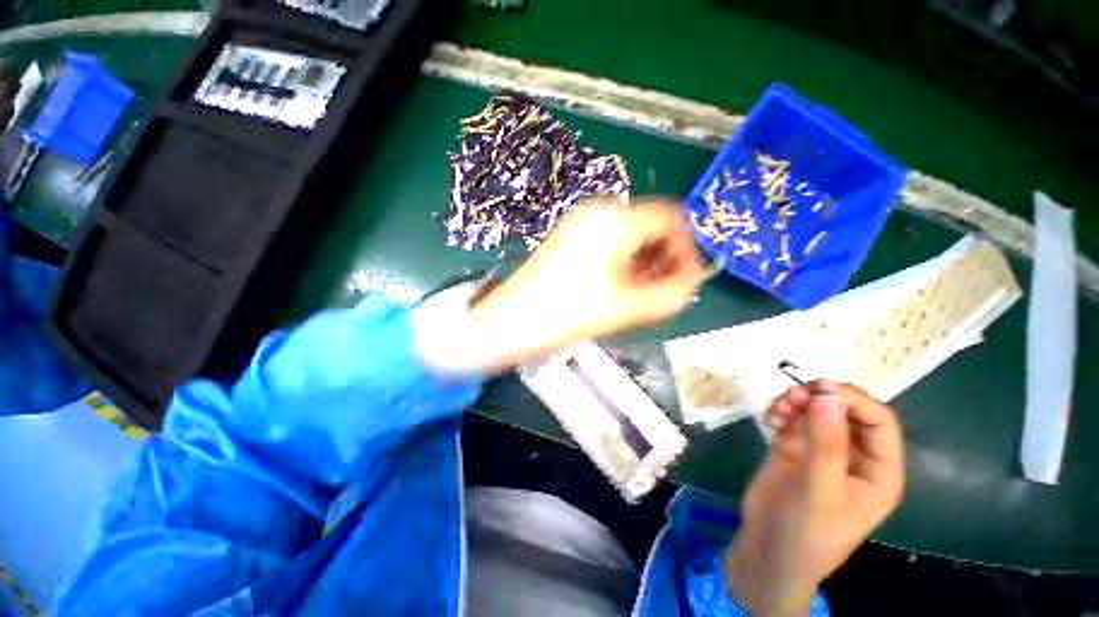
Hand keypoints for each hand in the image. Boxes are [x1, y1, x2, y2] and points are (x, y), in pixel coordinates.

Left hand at [466, 198, 706, 368]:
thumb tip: (692, 282)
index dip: (686, 250)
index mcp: (616, 220)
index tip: (685, 281)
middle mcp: (599, 212)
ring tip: (641, 294)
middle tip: (663, 291)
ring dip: (644, 262)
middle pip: (649, 226)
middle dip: (664, 258)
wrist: (510, 322)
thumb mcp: (627, 307)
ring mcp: (580, 223)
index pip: (672, 219)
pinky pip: (608, 242)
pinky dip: (622, 261)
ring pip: (628, 235)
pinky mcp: (568, 237)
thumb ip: (671, 294)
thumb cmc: (567, 313)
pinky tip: (618, 286)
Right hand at [725, 381, 904, 616]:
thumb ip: (826, 442)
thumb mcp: (820, 489)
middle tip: (792, 395)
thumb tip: (827, 395)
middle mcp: (854, 457)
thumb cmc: (806, 531)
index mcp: (878, 471)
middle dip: (820, 398)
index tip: (819, 388)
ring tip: (776, 409)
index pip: (879, 422)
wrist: (767, 551)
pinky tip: (769, 419)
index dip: (854, 400)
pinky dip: (781, 412)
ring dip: (797, 402)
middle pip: (845, 411)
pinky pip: (792, 419)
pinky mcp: (794, 450)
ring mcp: (821, 452)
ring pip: (816, 412)